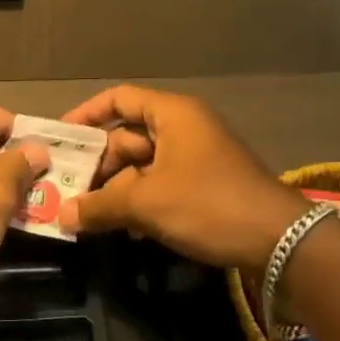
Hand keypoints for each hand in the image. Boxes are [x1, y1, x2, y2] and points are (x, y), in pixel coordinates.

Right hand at [57, 85, 306, 269]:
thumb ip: (100, 205)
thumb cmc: (208, 204)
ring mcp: (196, 157)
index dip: (86, 115)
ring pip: (142, 165)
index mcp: (172, 114)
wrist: (280, 241)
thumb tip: (61, 216)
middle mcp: (183, 127)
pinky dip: (139, 200)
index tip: (60, 139)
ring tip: (87, 214)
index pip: (119, 99)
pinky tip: (122, 227)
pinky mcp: (205, 185)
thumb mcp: (147, 203)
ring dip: (116, 188)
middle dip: (98, 164)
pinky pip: (160, 184)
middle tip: (66, 190)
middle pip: (127, 136)